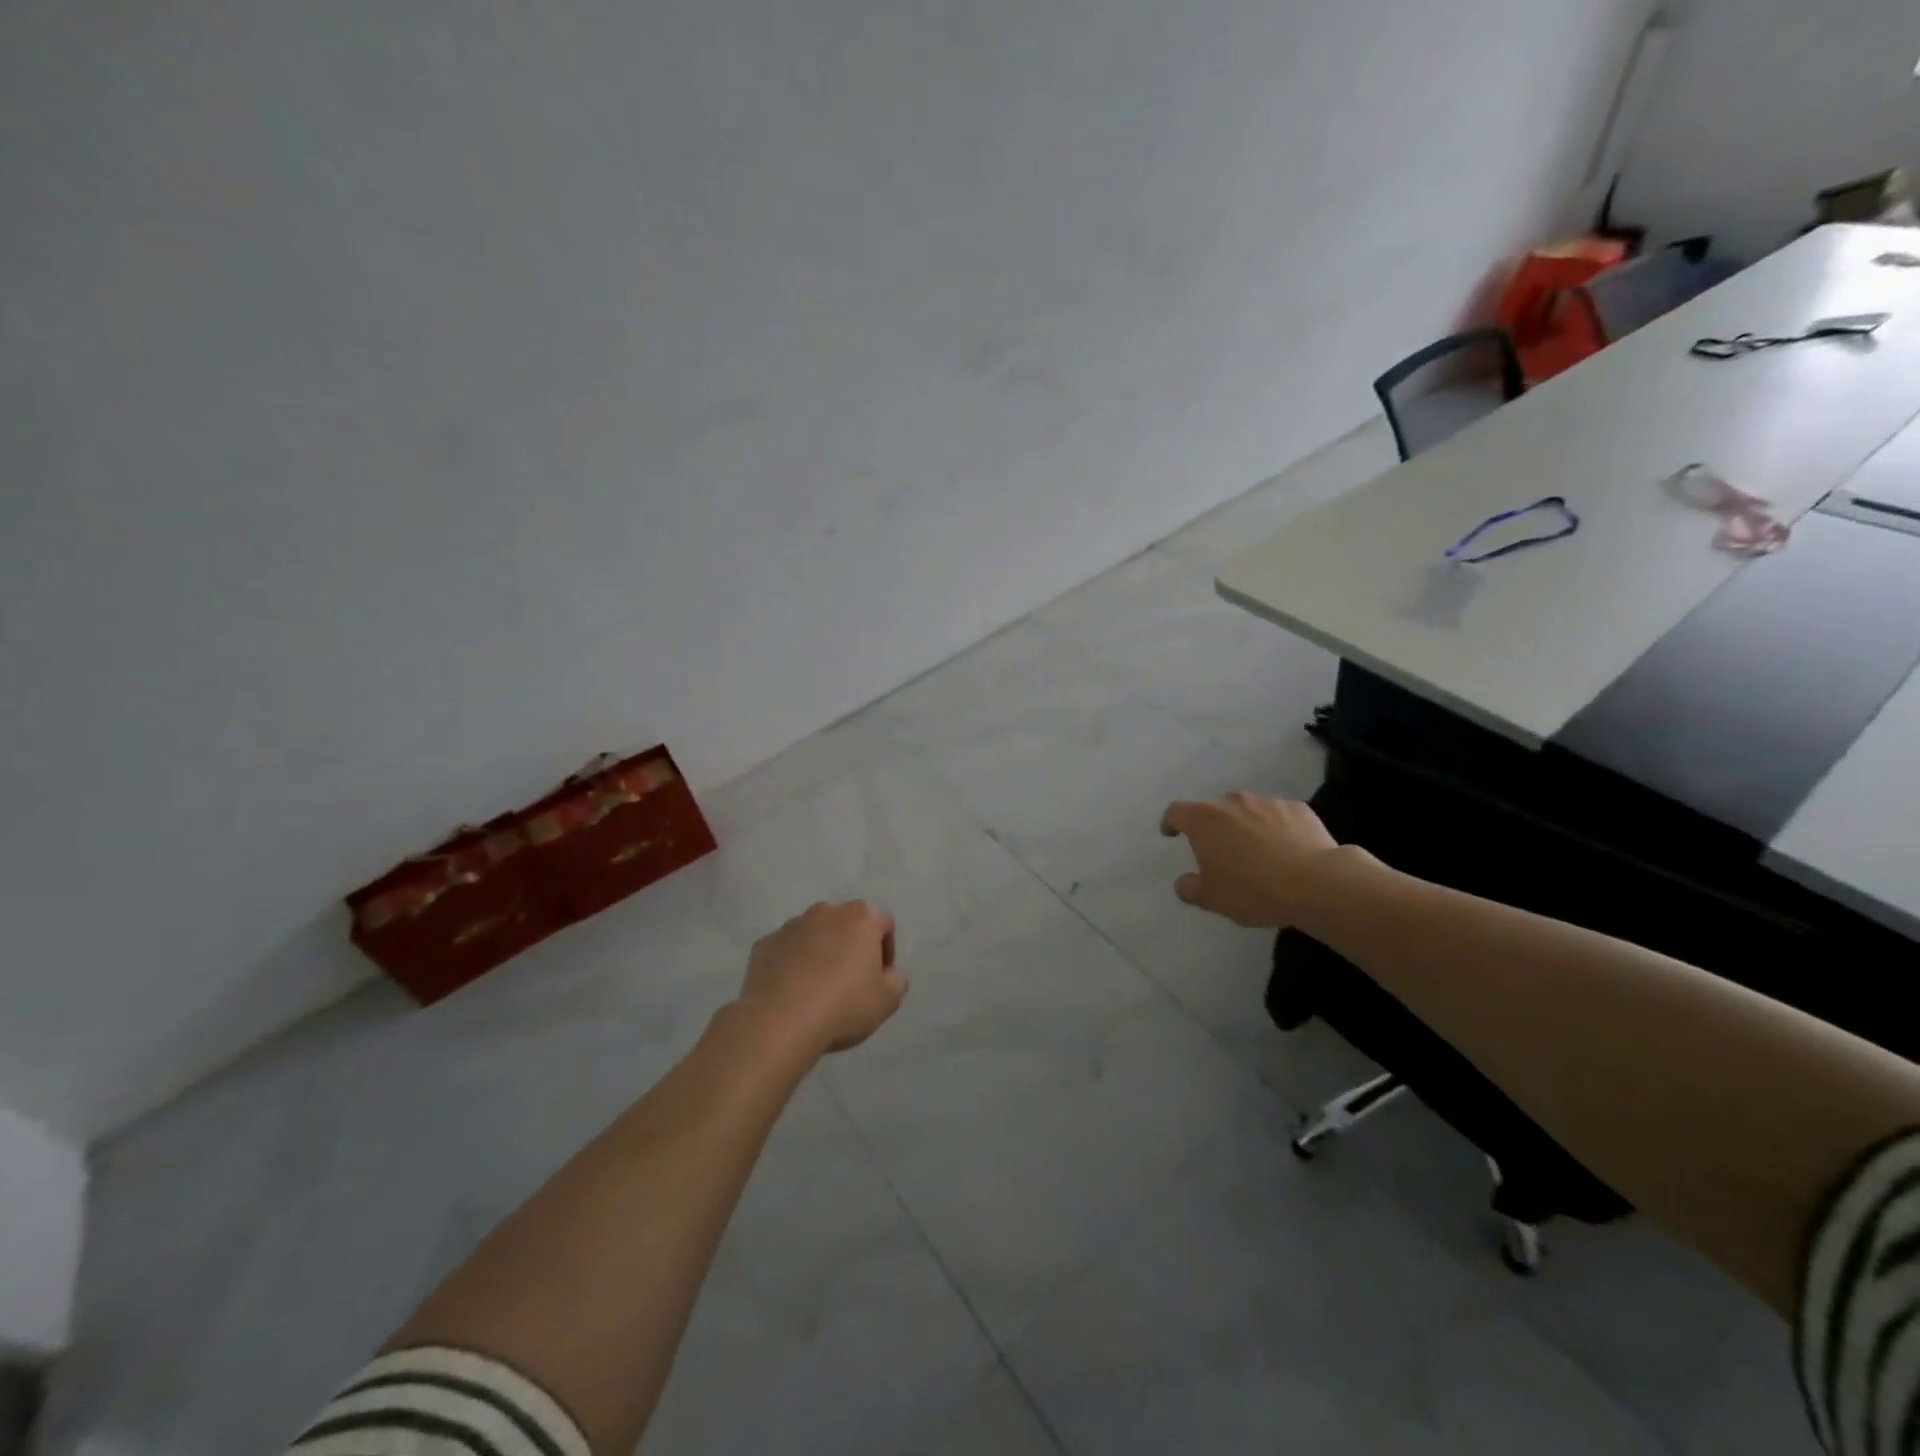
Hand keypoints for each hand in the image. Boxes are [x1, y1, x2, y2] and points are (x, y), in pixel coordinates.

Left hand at [738, 901, 906, 1055]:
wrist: (779, 1022)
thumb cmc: (843, 1006)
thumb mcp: (889, 1000)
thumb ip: (896, 979)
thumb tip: (886, 973)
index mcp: (860, 916)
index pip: (884, 924)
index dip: (886, 951)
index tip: (879, 979)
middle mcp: (826, 911)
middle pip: (847, 925)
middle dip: (851, 947)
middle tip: (850, 983)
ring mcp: (791, 925)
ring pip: (814, 935)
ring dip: (820, 953)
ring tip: (818, 990)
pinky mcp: (764, 944)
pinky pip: (786, 951)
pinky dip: (792, 965)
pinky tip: (792, 993)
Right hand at [1159, 793, 1345, 928]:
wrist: (1317, 884)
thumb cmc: (1253, 890)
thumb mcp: (1212, 899)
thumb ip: (1189, 888)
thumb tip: (1184, 881)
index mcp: (1204, 820)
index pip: (1176, 812)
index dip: (1170, 822)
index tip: (1171, 833)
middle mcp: (1233, 802)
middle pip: (1214, 810)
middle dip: (1213, 828)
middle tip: (1221, 853)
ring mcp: (1267, 802)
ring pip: (1248, 811)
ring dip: (1246, 827)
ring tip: (1257, 853)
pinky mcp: (1298, 808)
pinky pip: (1279, 816)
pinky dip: (1276, 828)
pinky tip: (1287, 850)